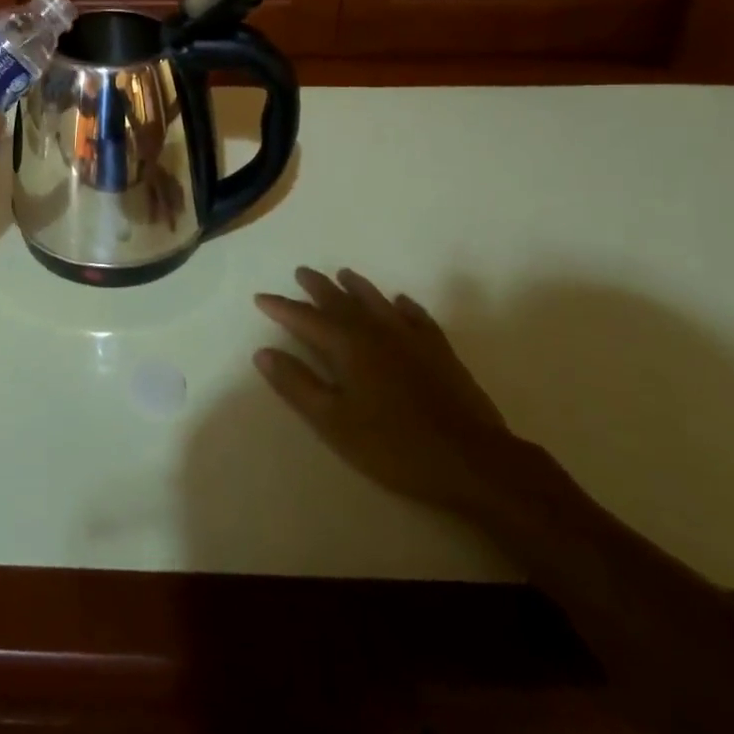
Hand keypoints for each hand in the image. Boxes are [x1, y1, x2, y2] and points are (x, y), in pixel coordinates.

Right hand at [255, 267, 519, 514]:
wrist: (473, 461)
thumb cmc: (394, 446)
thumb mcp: (334, 423)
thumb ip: (297, 385)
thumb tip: (263, 353)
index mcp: (346, 345)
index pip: (304, 318)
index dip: (281, 307)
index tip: (261, 297)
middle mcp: (375, 330)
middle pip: (340, 300)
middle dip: (317, 286)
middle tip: (301, 272)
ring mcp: (410, 337)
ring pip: (376, 300)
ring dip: (356, 286)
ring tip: (343, 274)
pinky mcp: (439, 350)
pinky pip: (416, 316)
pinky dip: (403, 305)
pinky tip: (400, 302)